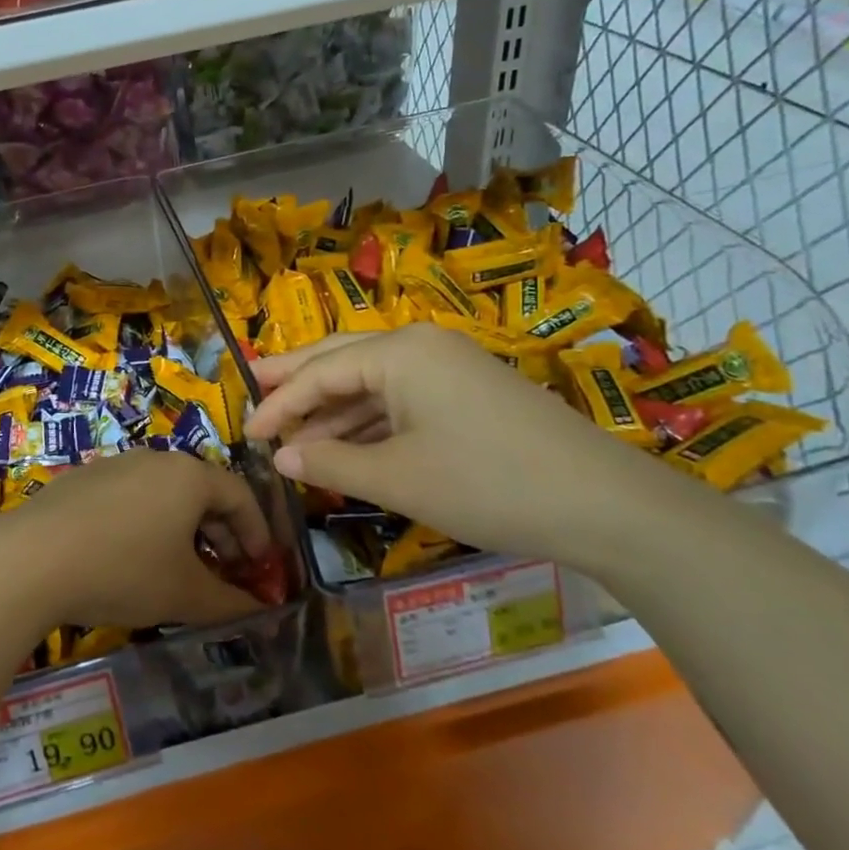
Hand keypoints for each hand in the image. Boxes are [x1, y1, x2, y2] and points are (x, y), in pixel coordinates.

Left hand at [0, 451, 272, 628]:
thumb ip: (230, 603)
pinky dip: (147, 525)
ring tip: (181, 570)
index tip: (262, 567)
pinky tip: (132, 559)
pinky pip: (131, 498)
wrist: (31, 559)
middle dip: (221, 534)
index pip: (240, 495)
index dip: (257, 532)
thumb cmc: (124, 570)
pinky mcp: (82, 480)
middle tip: (227, 573)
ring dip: (183, 531)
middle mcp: (155, 459)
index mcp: (189, 475)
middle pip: (202, 492)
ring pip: (165, 495)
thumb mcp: (184, 594)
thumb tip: (259, 610)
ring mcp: (115, 465)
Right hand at [244, 324, 690, 573]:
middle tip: (255, 393)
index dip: (279, 403)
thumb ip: (331, 463)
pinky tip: (348, 447)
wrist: (603, 503)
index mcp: (399, 352)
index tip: (245, 432)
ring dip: (333, 411)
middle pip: (342, 359)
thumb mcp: (398, 478)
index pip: (320, 372)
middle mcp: (420, 346)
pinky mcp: (468, 393)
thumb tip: (282, 457)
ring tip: (294, 438)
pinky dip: (369, 422)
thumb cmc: (486, 482)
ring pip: (372, 382)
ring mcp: (449, 367)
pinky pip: (401, 399)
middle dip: (297, 382)